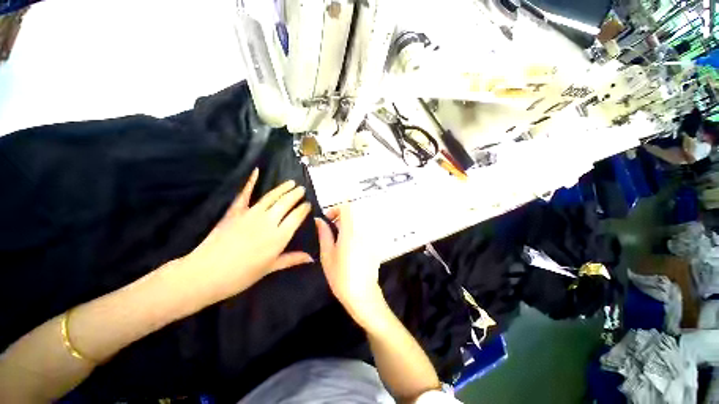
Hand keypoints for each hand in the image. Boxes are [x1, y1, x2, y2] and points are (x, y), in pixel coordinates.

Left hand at [182, 168, 313, 301]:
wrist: (206, 273)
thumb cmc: (242, 275)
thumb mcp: (270, 268)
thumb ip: (292, 259)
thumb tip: (311, 257)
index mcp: (279, 236)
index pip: (296, 216)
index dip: (304, 208)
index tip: (308, 204)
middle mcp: (268, 221)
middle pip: (286, 203)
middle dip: (296, 194)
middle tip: (302, 189)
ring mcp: (251, 214)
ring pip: (271, 197)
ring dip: (283, 188)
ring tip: (291, 182)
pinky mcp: (235, 211)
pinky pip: (244, 194)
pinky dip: (250, 182)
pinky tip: (256, 171)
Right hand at [315, 204, 382, 324]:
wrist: (362, 294)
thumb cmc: (341, 276)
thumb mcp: (327, 255)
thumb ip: (324, 234)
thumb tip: (319, 220)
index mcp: (350, 231)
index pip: (347, 207)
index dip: (336, 209)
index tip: (328, 220)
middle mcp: (363, 231)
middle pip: (353, 214)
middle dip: (341, 217)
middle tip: (331, 230)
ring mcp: (370, 237)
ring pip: (358, 222)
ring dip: (348, 225)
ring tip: (339, 240)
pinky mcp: (374, 245)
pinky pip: (364, 231)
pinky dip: (355, 232)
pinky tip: (349, 248)